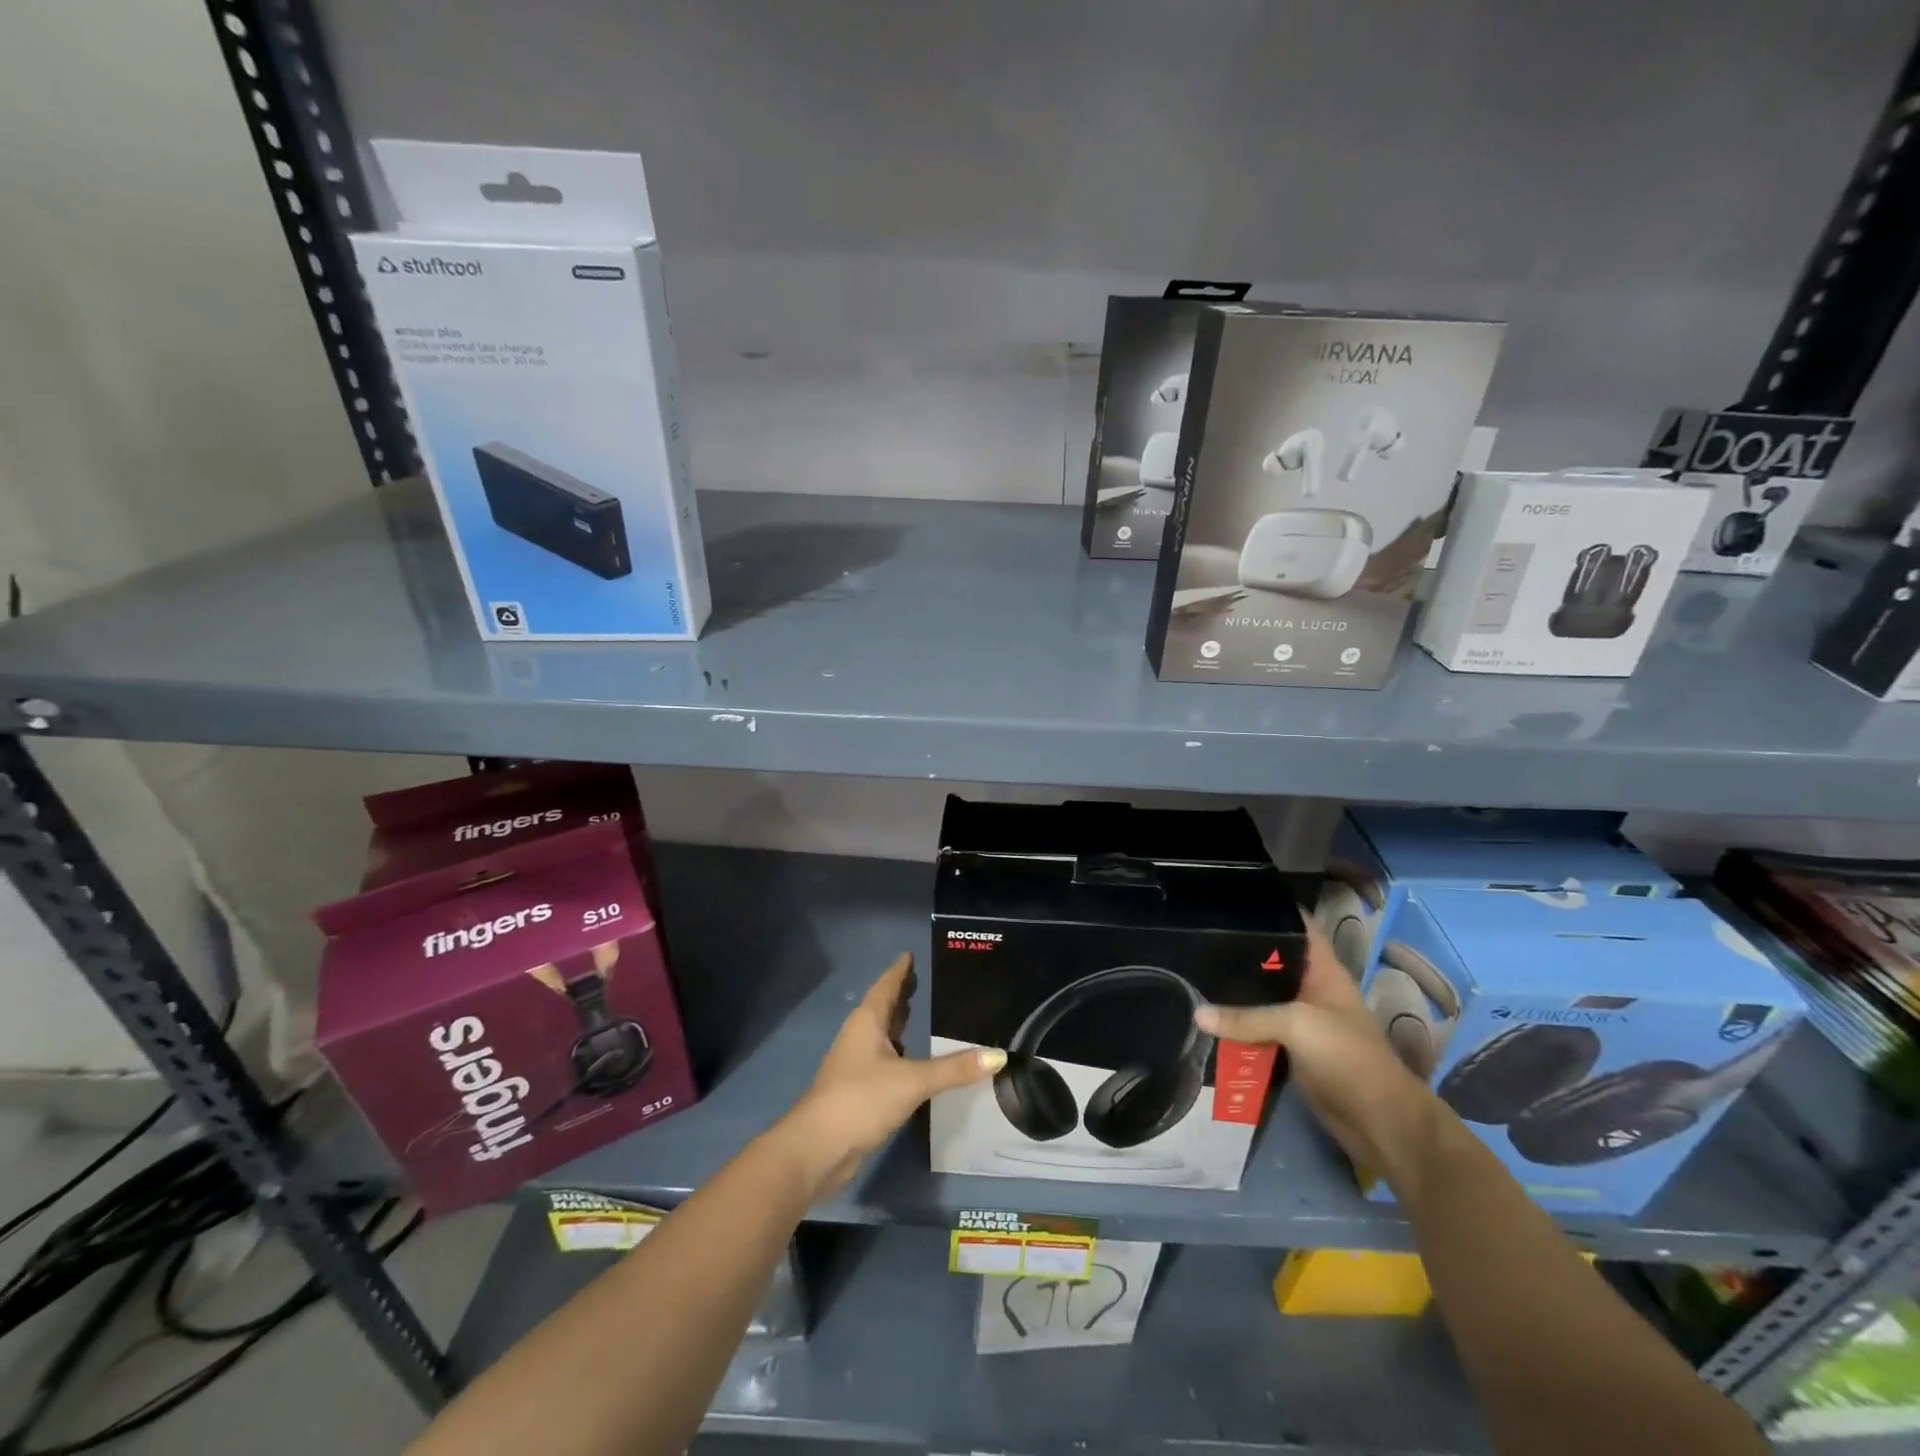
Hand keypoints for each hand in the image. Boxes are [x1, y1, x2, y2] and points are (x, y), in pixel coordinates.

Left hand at [779, 953, 1003, 1193]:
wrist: (817, 1150)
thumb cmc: (861, 1099)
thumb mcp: (912, 1081)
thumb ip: (954, 1069)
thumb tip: (999, 1055)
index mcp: (868, 1022)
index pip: (887, 986)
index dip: (900, 971)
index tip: (911, 955)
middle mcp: (860, 1037)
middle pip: (883, 1008)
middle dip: (901, 994)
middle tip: (923, 980)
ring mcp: (857, 1065)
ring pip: (882, 1035)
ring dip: (899, 1024)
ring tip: (923, 1014)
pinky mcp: (859, 1091)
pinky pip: (885, 1060)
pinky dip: (900, 1053)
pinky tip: (915, 1061)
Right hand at [1195, 921, 1437, 1178]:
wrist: (1379, 1121)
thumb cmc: (1348, 1057)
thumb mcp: (1297, 1025)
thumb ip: (1246, 1018)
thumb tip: (1197, 1014)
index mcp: (1324, 971)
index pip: (1300, 926)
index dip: (1274, 908)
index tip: (1235, 898)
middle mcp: (1311, 990)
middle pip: (1273, 962)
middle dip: (1241, 950)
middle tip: (1199, 936)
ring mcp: (1302, 1022)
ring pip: (1262, 999)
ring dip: (1235, 992)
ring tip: (1193, 970)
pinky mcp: (1292, 1050)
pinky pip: (1258, 1031)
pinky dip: (1236, 1027)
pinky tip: (1206, 1017)